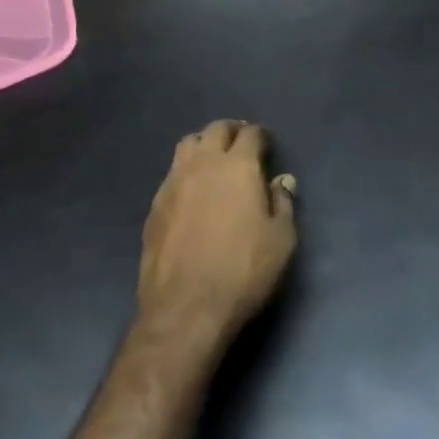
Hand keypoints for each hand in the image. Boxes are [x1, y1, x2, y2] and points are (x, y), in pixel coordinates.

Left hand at [137, 120, 296, 353]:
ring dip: (204, 144)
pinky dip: (186, 170)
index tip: (267, 144)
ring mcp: (173, 182)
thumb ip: (282, 203)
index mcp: (237, 166)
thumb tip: (281, 180)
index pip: (250, 135)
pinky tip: (193, 190)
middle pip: (215, 130)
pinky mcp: (155, 204)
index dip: (261, 136)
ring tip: (214, 160)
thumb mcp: (280, 240)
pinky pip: (172, 172)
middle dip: (232, 131)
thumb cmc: (243, 271)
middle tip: (242, 143)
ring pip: (188, 144)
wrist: (185, 308)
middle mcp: (202, 164)